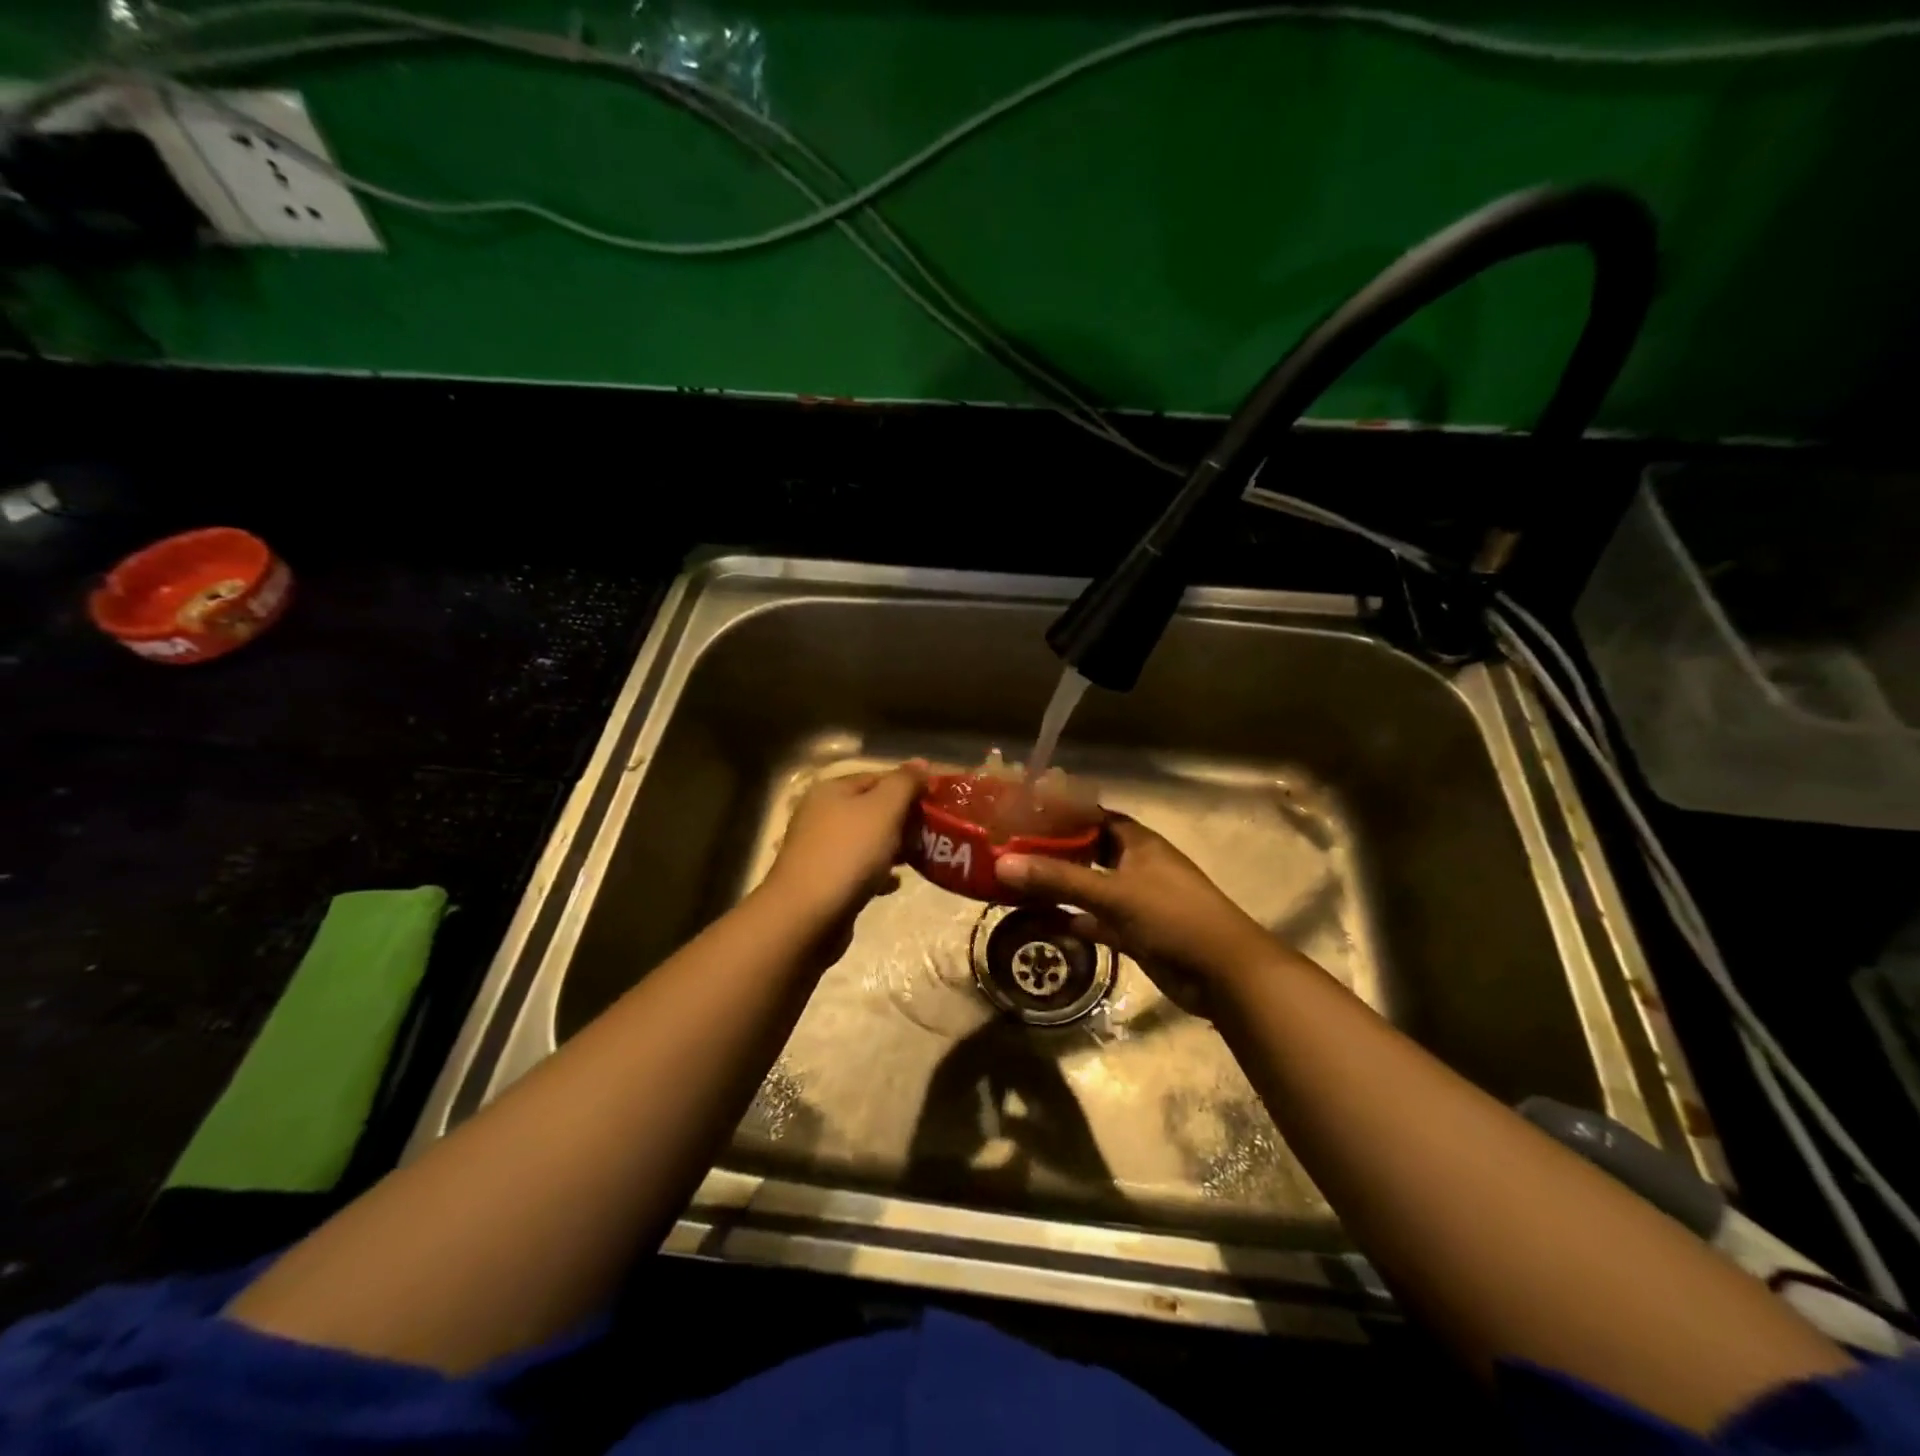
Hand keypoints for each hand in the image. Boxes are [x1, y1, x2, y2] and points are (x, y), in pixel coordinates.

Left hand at [762, 761, 927, 928]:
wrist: (808, 915)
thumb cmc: (849, 853)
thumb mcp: (884, 809)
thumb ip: (904, 783)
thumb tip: (921, 762)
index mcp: (832, 790)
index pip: (878, 777)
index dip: (909, 786)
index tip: (937, 803)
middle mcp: (821, 814)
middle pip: (871, 809)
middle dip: (903, 819)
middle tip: (933, 832)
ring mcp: (820, 849)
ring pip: (866, 840)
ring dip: (893, 847)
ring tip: (919, 856)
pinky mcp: (824, 881)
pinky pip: (858, 869)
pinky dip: (878, 873)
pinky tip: (895, 882)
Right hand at [995, 816, 1279, 995]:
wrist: (1223, 973)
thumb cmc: (1172, 917)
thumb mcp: (1113, 893)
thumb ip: (1059, 879)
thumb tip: (1003, 863)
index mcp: (1137, 842)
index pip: (1094, 817)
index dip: (1062, 814)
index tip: (1023, 815)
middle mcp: (1136, 865)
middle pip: (1088, 852)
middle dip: (1053, 853)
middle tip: (1010, 852)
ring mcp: (1136, 900)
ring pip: (1090, 888)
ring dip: (1060, 888)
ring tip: (1016, 884)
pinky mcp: (1135, 932)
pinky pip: (1096, 921)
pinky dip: (1074, 920)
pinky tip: (1042, 922)